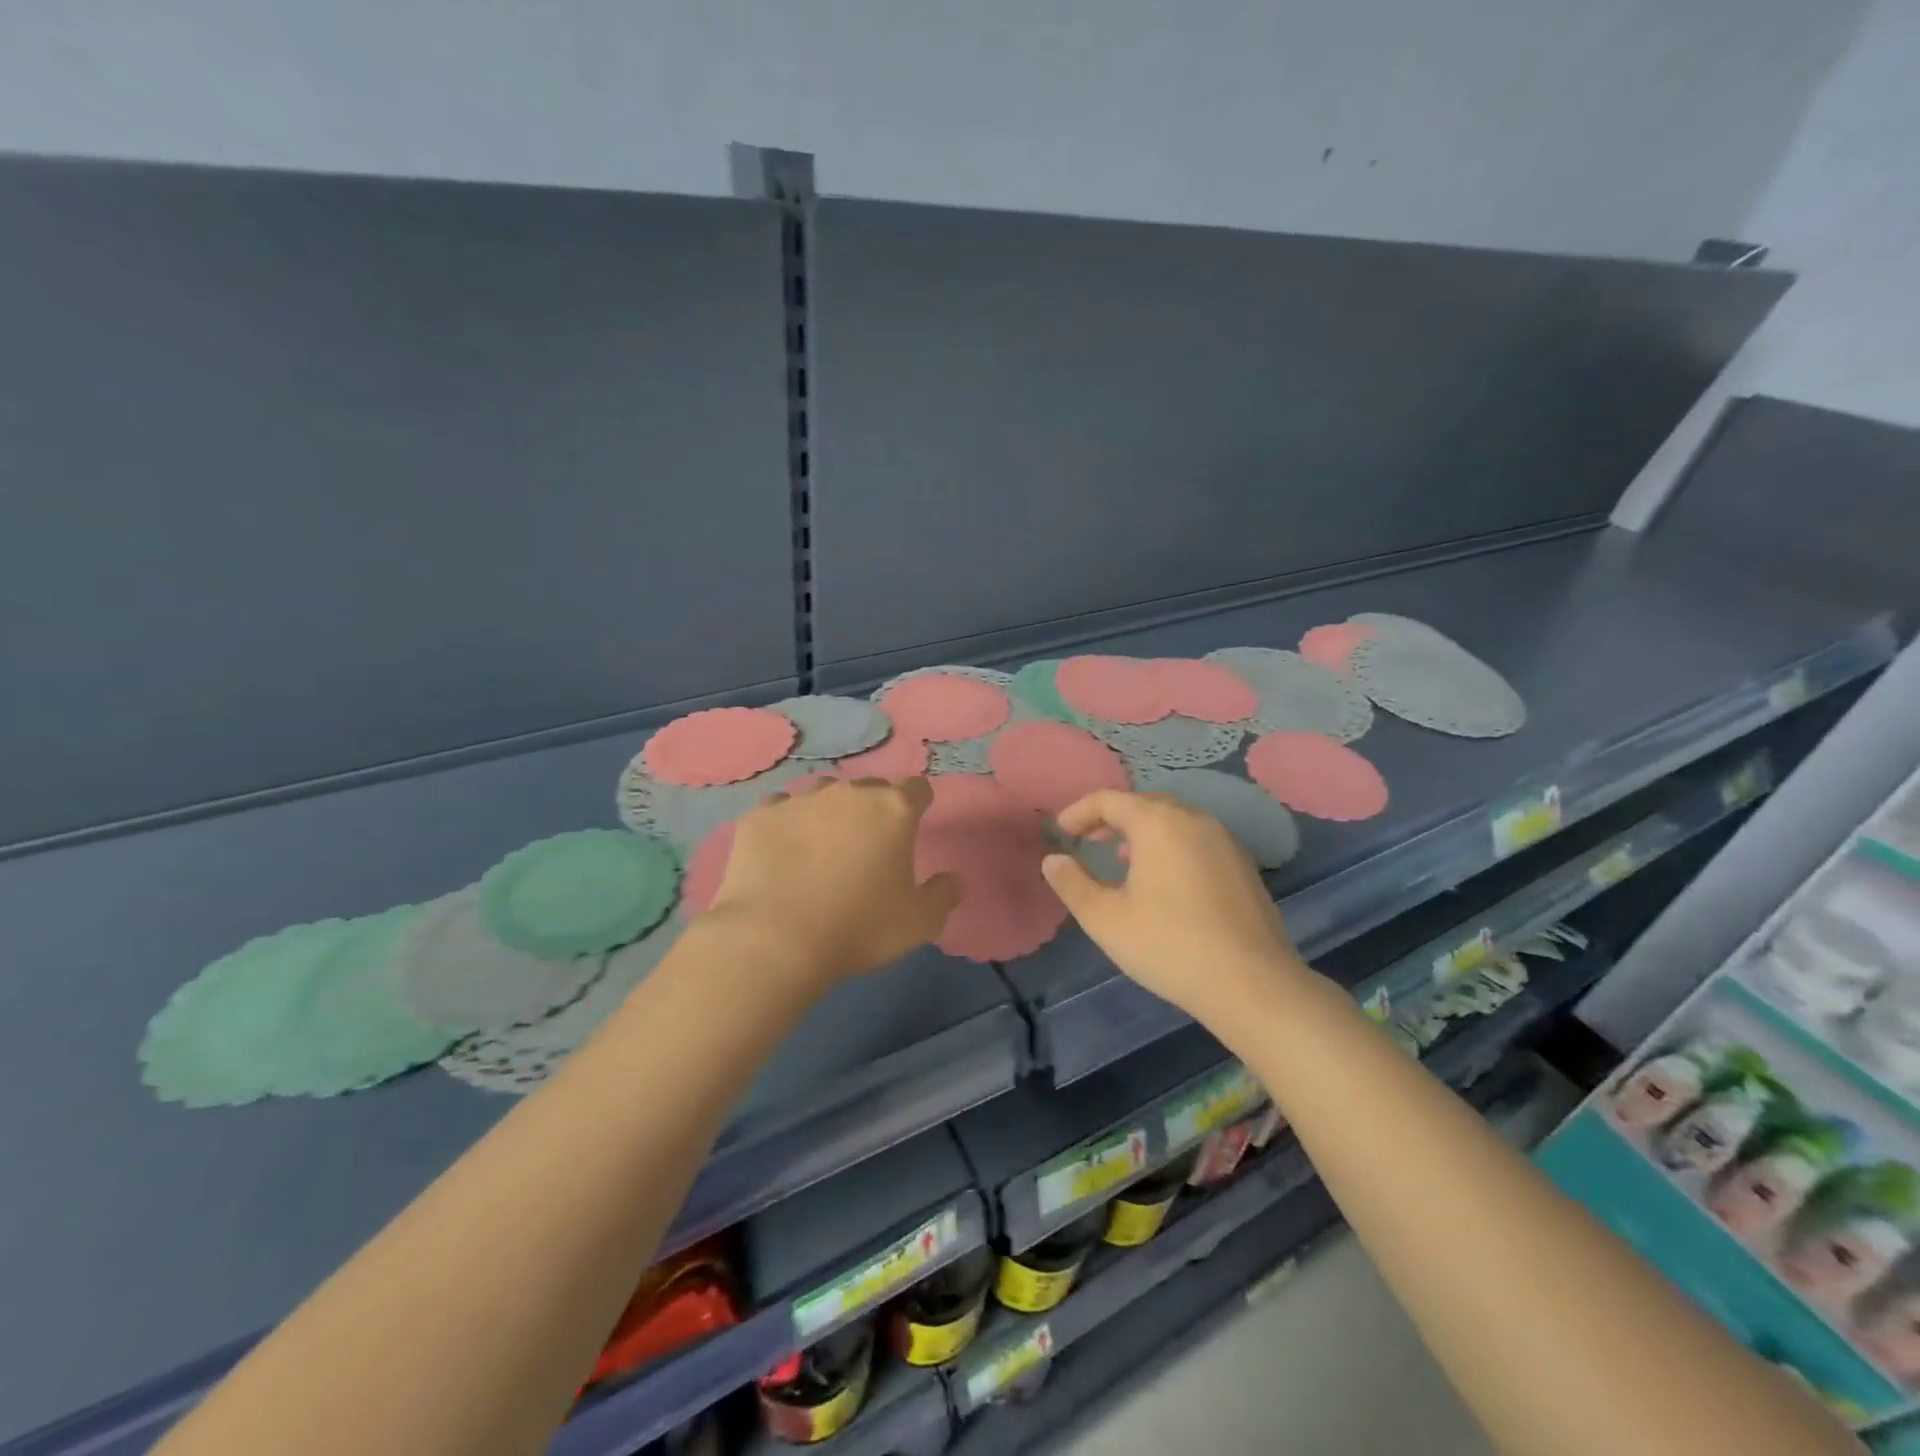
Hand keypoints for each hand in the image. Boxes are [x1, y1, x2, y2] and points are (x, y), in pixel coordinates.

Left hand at [707, 776, 960, 985]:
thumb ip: (943, 895)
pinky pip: (781, 811)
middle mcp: (848, 793)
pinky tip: (783, 855)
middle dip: (873, 810)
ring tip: (822, 851)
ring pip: (823, 796)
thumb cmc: (860, 928)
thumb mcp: (920, 923)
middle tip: (868, 848)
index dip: (918, 804)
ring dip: (830, 815)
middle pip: (870, 789)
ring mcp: (800, 800)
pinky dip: (788, 827)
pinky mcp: (760, 816)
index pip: (917, 788)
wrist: (775, 941)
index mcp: (892, 810)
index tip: (914, 825)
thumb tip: (953, 879)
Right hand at [1041, 790, 1314, 1024]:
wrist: (1253, 984)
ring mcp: (1225, 841)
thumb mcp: (1106, 919)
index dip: (1079, 812)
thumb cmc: (1169, 945)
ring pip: (1174, 821)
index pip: (1109, 799)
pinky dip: (1171, 847)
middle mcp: (1194, 819)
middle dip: (1112, 819)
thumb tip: (1053, 860)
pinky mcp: (1243, 866)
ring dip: (1142, 833)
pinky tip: (1164, 881)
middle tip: (1088, 841)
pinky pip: (1196, 840)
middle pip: (1145, 804)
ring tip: (1122, 860)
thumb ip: (1073, 884)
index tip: (1061, 832)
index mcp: (1158, 823)